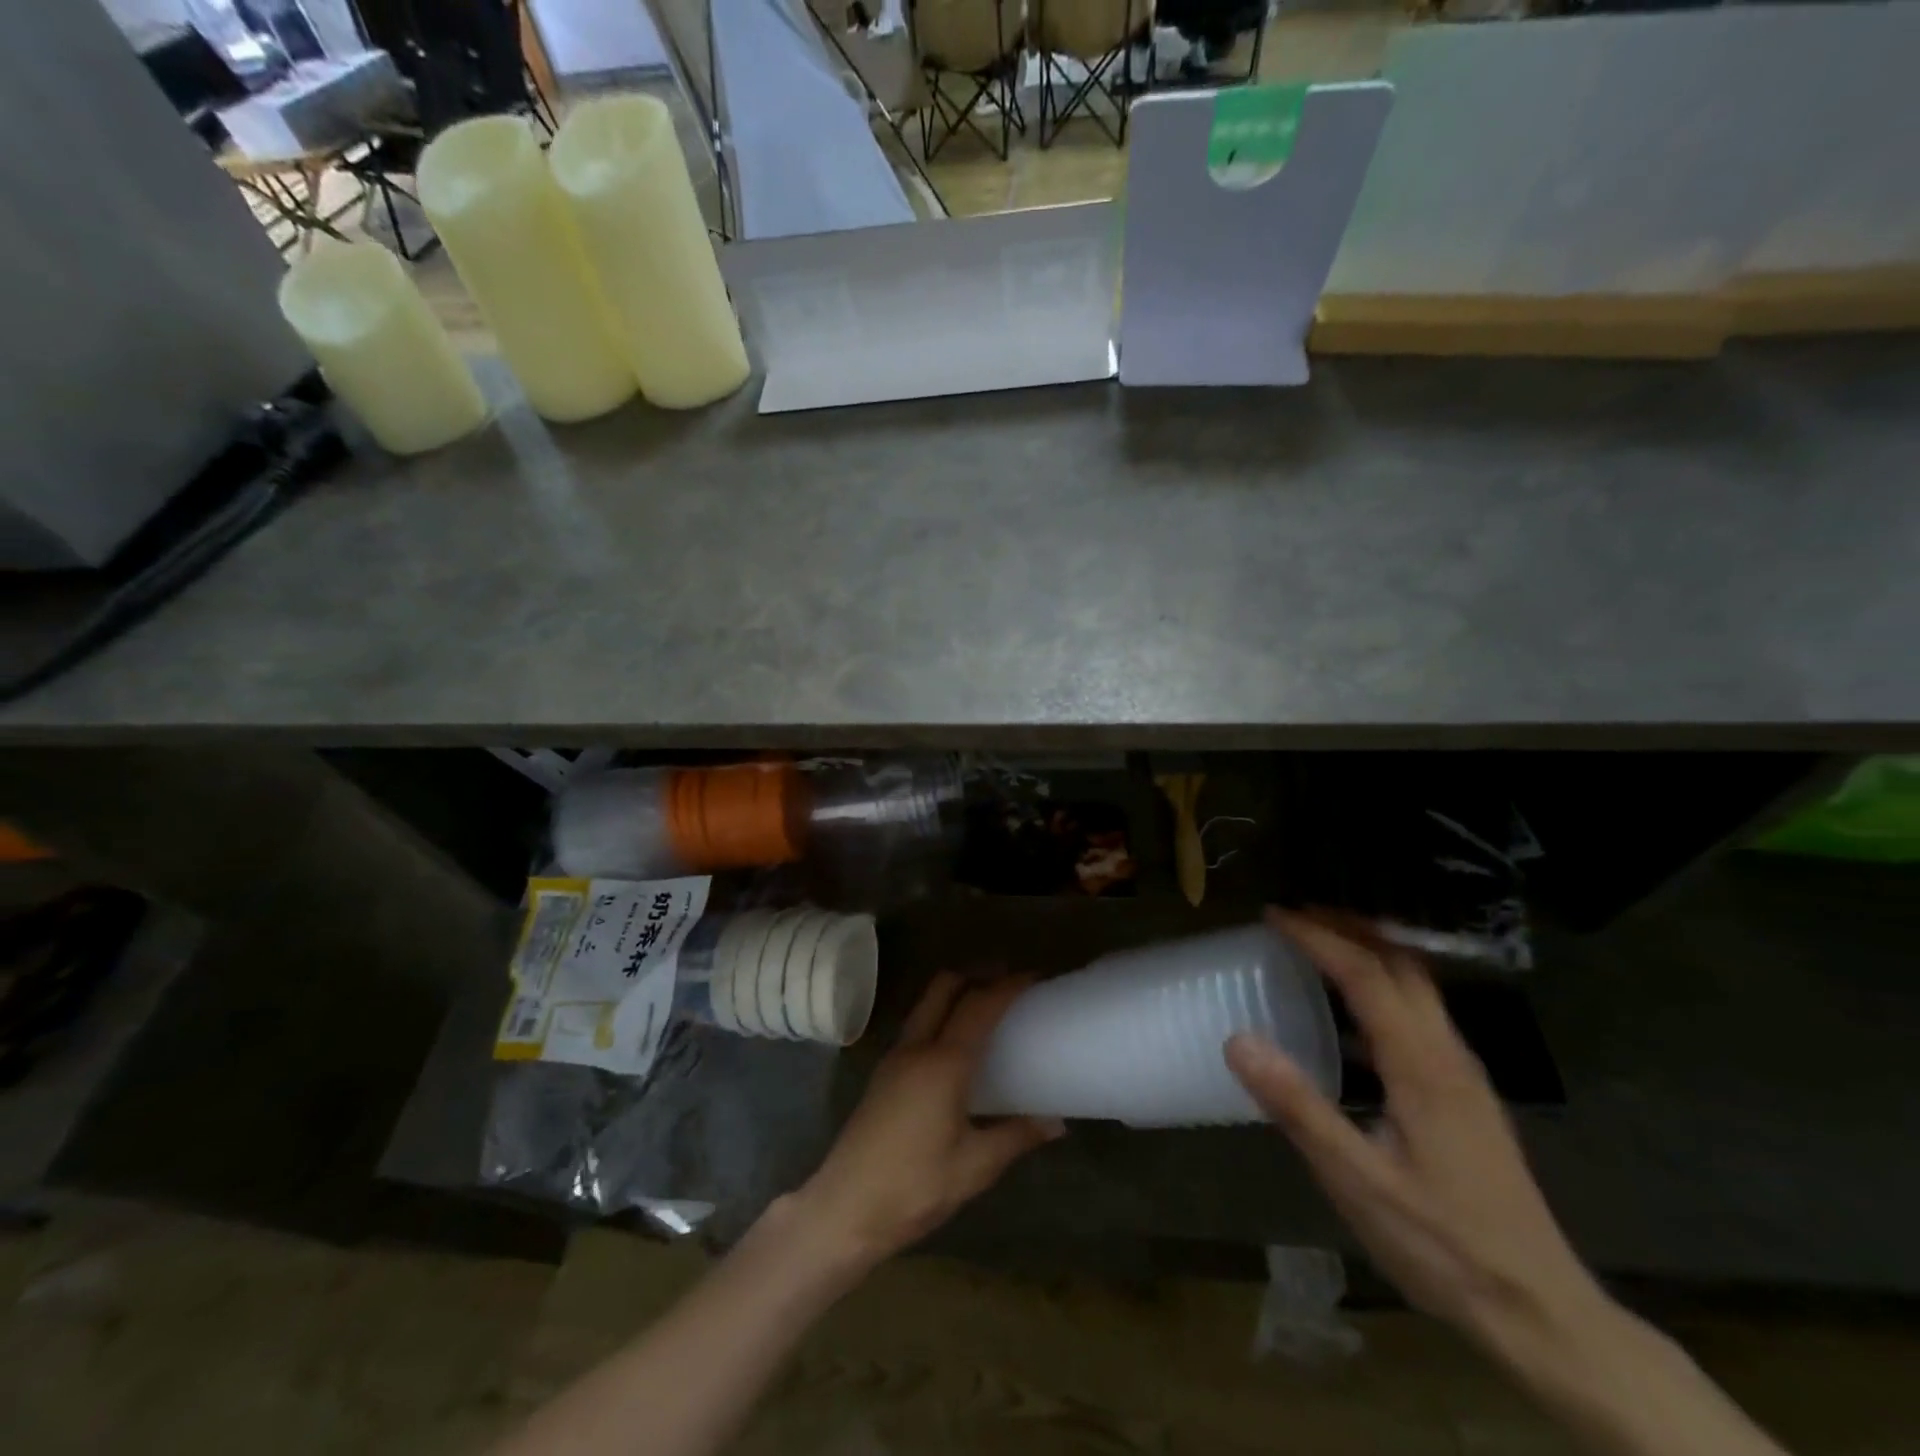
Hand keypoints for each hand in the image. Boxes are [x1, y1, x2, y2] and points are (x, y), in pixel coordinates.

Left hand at [790, 972, 1062, 1269]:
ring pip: (926, 1003)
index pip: (979, 1006)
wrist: (844, 1209)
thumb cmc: (914, 1187)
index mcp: (943, 1063)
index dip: (1007, 986)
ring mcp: (894, 1058)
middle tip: (1007, 982)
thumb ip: (1016, 1137)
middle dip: (976, 974)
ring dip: (955, 993)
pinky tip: (956, 1045)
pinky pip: (917, 1026)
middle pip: (944, 987)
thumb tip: (1057, 1123)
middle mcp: (916, 1048)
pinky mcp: (883, 1074)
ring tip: (985, 1008)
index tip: (1034, 978)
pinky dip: (940, 1016)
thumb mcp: (975, 1167)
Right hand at [1227, 908, 1608, 1371]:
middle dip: (1349, 927)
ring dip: (1369, 951)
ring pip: (1417, 986)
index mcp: (1422, 1065)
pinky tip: (1351, 1015)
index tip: (1275, 915)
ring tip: (1318, 945)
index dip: (1319, 938)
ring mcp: (1463, 1073)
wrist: (1543, 1312)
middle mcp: (1449, 1054)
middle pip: (1402, 964)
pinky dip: (1381, 987)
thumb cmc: (1444, 1245)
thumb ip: (1299, 1108)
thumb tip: (1239, 1041)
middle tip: (1296, 915)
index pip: (1367, 974)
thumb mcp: (1358, 1181)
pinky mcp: (1464, 1094)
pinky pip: (1420, 1014)